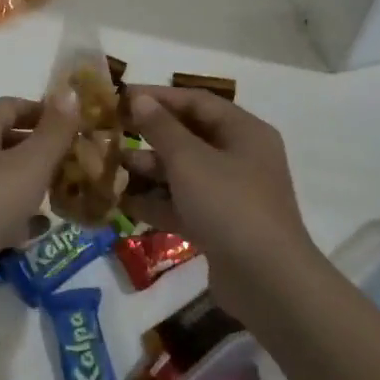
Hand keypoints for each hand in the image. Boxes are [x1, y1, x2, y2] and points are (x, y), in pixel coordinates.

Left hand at [0, 92, 79, 281]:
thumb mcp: (31, 163)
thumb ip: (54, 130)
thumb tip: (70, 90)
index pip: (12, 105)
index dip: (43, 111)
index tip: (74, 126)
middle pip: (7, 138)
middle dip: (42, 147)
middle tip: (75, 160)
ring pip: (2, 173)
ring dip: (31, 181)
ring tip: (63, 191)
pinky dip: (16, 212)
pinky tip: (39, 227)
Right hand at [119, 86, 313, 316]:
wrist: (268, 283)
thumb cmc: (229, 205)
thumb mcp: (189, 160)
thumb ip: (161, 127)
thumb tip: (139, 98)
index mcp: (244, 132)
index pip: (197, 101)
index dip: (159, 96)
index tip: (122, 97)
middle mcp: (241, 157)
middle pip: (190, 136)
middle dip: (150, 135)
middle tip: (112, 132)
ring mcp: (231, 194)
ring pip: (184, 172)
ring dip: (150, 169)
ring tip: (112, 168)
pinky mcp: (221, 226)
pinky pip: (184, 204)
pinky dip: (158, 202)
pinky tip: (124, 203)